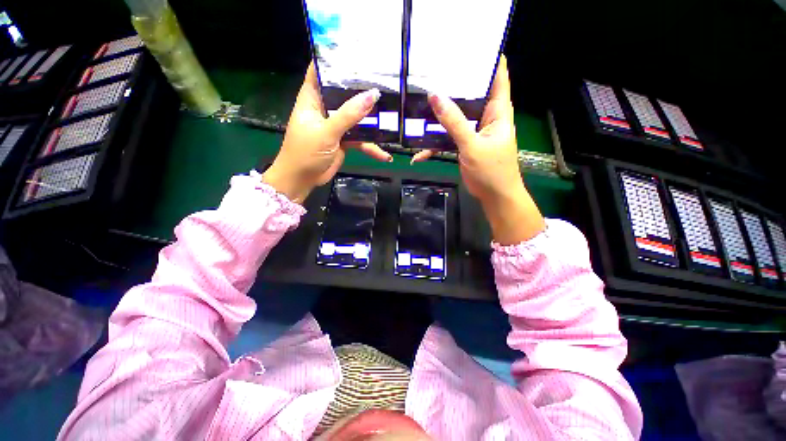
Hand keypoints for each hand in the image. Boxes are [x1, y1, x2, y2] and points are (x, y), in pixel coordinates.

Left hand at [262, 63, 391, 202]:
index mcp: (312, 98)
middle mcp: (325, 109)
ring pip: (357, 118)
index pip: (321, 71)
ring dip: (372, 122)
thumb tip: (372, 94)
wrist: (302, 180)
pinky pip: (361, 140)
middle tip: (384, 80)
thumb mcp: (327, 132)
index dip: (334, 59)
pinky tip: (385, 155)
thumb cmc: (305, 152)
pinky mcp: (344, 141)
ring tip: (392, 118)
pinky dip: (372, 148)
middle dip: (362, 89)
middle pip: (344, 93)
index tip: (356, 51)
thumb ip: (349, 115)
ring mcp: (336, 126)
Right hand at [412, 55, 544, 244]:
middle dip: (452, 87)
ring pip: (454, 118)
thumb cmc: (491, 170)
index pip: (497, 76)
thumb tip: (435, 96)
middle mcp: (485, 118)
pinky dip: (434, 146)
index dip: (486, 60)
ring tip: (417, 112)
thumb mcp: (472, 145)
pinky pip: (447, 140)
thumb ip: (454, 122)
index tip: (467, 49)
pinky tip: (419, 155)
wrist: (494, 196)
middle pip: (469, 95)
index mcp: (497, 112)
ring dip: (437, 118)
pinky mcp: (463, 146)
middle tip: (431, 75)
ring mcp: (472, 133)